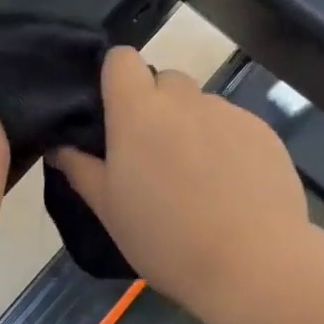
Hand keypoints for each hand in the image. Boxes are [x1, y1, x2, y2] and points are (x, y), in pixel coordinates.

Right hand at [54, 47, 308, 309]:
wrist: (253, 264)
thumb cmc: (166, 239)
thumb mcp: (110, 210)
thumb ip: (81, 169)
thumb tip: (60, 146)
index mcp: (138, 111)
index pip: (122, 58)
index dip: (116, 77)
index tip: (115, 113)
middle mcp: (184, 99)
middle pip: (165, 79)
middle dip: (157, 105)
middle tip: (154, 154)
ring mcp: (228, 112)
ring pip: (201, 104)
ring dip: (192, 125)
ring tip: (198, 177)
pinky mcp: (263, 131)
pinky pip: (234, 124)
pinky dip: (226, 143)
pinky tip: (231, 186)